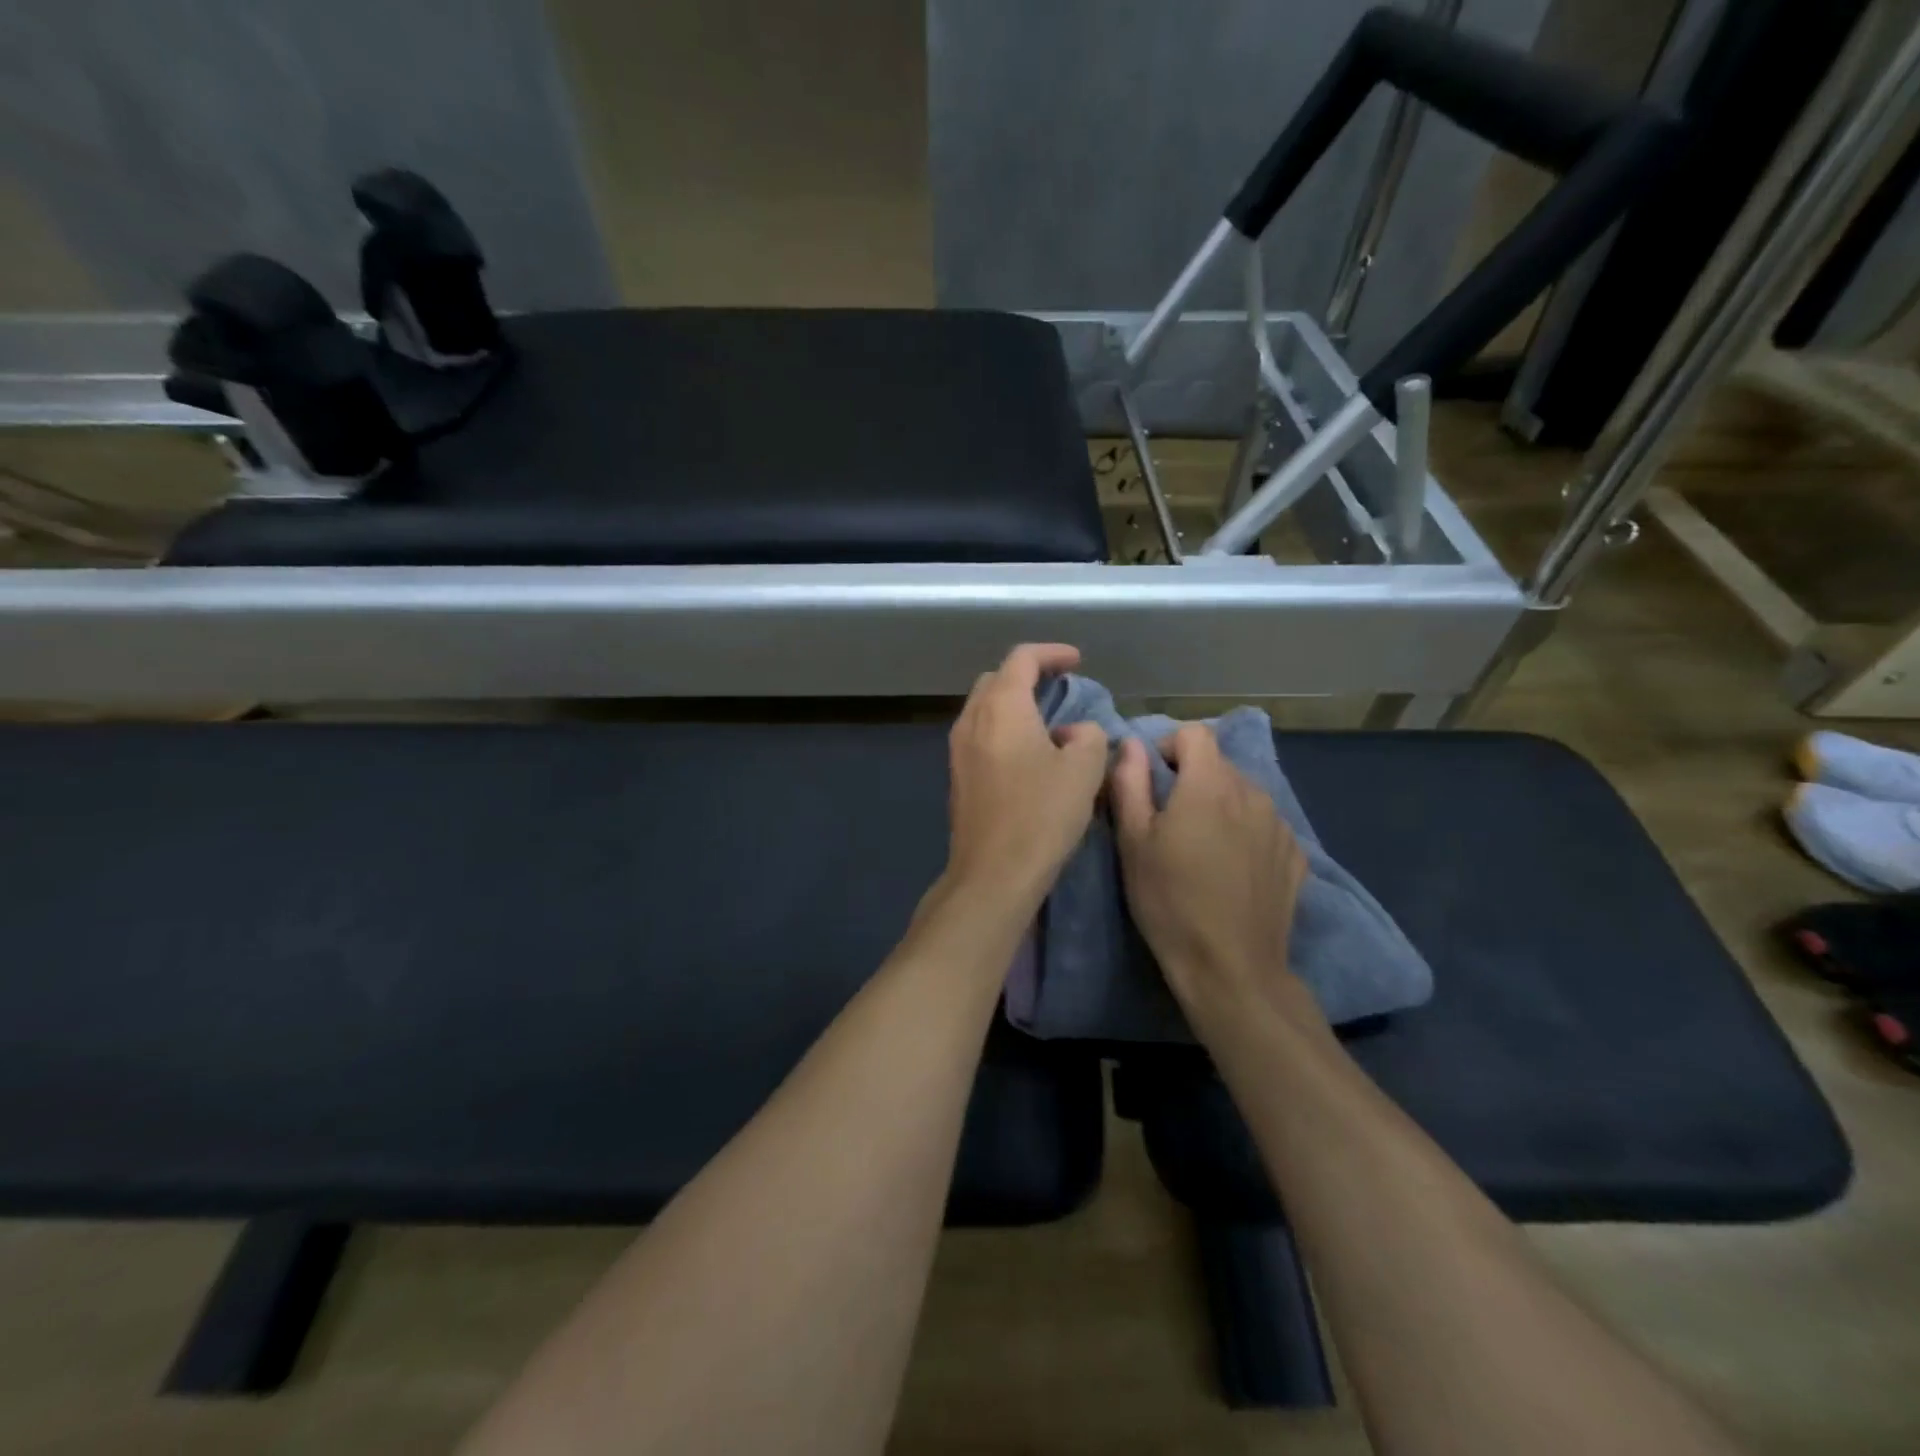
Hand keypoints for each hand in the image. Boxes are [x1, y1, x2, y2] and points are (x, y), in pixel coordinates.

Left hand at [943, 643, 1108, 910]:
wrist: (993, 873)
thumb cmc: (1041, 815)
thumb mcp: (1084, 769)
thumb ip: (1087, 736)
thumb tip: (1072, 733)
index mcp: (1001, 707)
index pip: (1021, 659)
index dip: (1051, 653)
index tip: (1076, 661)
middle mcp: (971, 720)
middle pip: (996, 680)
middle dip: (1028, 675)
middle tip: (1060, 687)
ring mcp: (958, 750)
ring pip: (984, 709)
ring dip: (1014, 705)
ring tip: (1047, 720)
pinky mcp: (957, 777)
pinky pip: (980, 736)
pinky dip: (1004, 729)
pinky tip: (1028, 754)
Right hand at [1109, 724, 1316, 1032]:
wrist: (1231, 967)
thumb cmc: (1170, 901)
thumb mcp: (1133, 842)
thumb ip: (1129, 783)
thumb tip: (1129, 745)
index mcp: (1209, 785)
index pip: (1195, 734)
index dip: (1168, 748)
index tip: (1153, 781)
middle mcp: (1252, 793)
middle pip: (1219, 764)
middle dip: (1192, 780)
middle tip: (1170, 824)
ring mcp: (1279, 825)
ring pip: (1243, 794)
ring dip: (1220, 806)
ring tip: (1202, 849)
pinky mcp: (1296, 855)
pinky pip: (1264, 825)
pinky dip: (1245, 832)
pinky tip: (1232, 871)